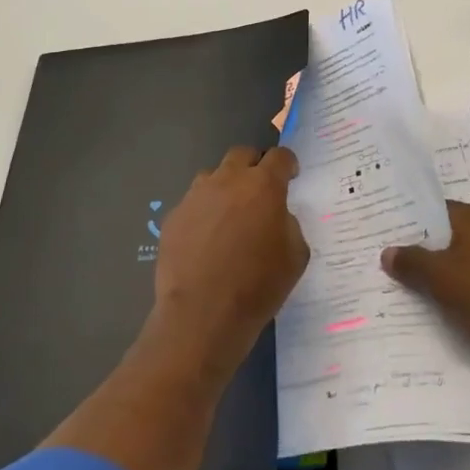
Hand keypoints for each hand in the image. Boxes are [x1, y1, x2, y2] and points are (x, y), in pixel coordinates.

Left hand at [149, 145, 309, 379]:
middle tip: (260, 190)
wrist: (203, 315)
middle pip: (242, 154)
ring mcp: (196, 196)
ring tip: (229, 215)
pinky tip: (206, 239)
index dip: (288, 165)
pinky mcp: (174, 216)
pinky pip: (193, 203)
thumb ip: (289, 224)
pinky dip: (203, 212)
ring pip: (213, 175)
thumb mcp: (296, 255)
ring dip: (225, 186)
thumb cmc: (258, 286)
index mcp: (263, 185)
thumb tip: (276, 215)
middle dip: (254, 166)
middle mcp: (228, 180)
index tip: (291, 177)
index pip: (280, 156)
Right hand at [381, 201, 469, 388]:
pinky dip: (433, 300)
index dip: (405, 217)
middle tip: (368, 252)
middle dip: (408, 249)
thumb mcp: (442, 274)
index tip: (375, 224)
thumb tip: (386, 252)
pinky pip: (452, 293)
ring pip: (443, 269)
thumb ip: (412, 261)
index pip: (433, 209)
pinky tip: (403, 308)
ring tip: (377, 281)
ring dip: (419, 279)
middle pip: (437, 240)